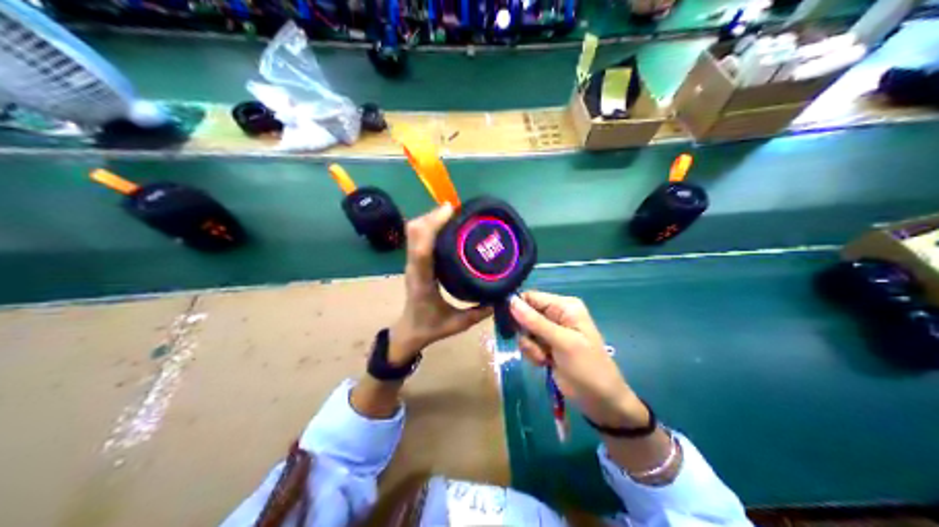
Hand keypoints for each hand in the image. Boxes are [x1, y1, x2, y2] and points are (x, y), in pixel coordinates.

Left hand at [387, 203, 491, 364]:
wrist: (408, 332)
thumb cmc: (430, 328)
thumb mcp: (457, 324)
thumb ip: (478, 313)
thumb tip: (500, 298)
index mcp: (423, 282)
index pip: (422, 252)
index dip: (432, 227)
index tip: (449, 211)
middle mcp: (414, 268)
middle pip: (414, 232)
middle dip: (432, 216)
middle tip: (456, 210)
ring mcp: (411, 263)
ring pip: (413, 232)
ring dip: (429, 218)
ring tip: (453, 213)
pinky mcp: (414, 262)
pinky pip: (417, 237)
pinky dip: (429, 226)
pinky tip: (446, 225)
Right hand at [510, 292, 650, 428]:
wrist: (600, 400)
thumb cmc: (587, 367)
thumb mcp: (562, 342)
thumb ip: (536, 322)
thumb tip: (510, 301)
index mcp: (565, 306)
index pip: (531, 297)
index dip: (517, 308)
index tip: (509, 324)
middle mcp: (557, 315)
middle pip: (525, 314)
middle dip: (526, 332)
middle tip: (535, 346)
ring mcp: (552, 332)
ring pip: (525, 332)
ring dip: (530, 347)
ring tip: (544, 359)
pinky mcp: (547, 347)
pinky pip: (529, 345)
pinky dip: (533, 355)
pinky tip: (545, 364)